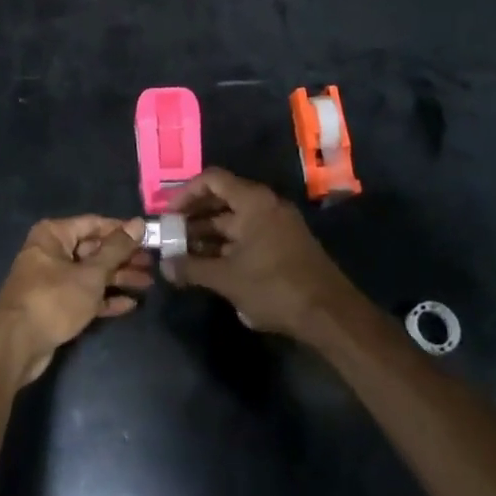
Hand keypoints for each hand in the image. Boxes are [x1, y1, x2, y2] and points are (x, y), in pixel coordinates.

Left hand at [0, 216, 153, 387]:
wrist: (16, 345)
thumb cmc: (53, 300)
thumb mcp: (90, 274)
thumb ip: (116, 249)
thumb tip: (138, 223)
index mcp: (54, 234)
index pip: (94, 224)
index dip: (122, 230)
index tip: (149, 237)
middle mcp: (52, 252)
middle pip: (94, 249)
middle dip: (123, 258)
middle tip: (152, 264)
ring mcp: (53, 279)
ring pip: (91, 274)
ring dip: (118, 279)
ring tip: (148, 284)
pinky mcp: (55, 305)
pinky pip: (84, 295)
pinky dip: (104, 299)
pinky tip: (130, 304)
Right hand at [165, 168, 354, 339]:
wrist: (331, 315)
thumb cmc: (275, 287)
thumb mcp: (227, 278)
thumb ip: (192, 268)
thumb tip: (164, 266)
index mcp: (253, 201)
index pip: (211, 180)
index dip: (185, 193)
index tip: (167, 214)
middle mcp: (266, 205)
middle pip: (222, 199)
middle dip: (193, 218)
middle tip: (170, 236)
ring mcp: (277, 225)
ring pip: (234, 221)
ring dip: (208, 235)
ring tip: (184, 255)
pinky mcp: (284, 245)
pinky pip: (248, 235)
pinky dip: (227, 245)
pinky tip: (210, 266)